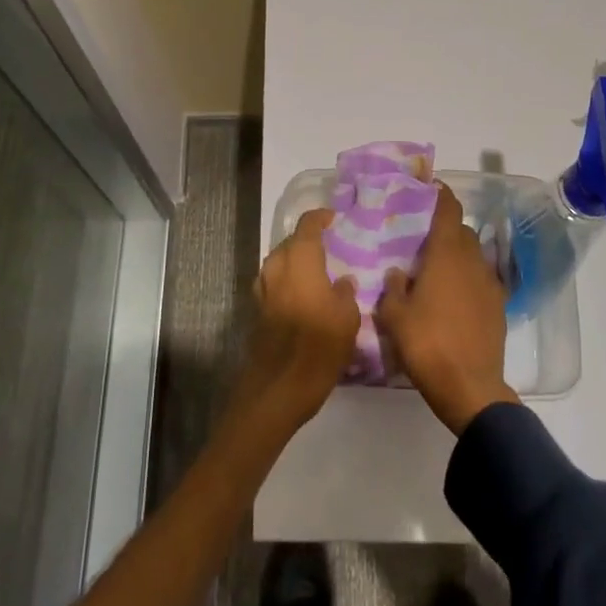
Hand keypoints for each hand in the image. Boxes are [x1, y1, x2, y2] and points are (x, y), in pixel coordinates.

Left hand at [236, 209, 361, 429]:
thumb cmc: (319, 347)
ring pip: (279, 262)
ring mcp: (263, 288)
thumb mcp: (347, 320)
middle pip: (290, 242)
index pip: (307, 226)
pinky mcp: (258, 309)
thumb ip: (345, 294)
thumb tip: (343, 281)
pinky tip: (301, 295)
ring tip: (315, 271)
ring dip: (294, 261)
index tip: (333, 218)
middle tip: (327, 248)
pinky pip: (273, 282)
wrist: (278, 387)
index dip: (320, 218)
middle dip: (306, 241)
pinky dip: (286, 280)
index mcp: (301, 260)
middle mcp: (277, 266)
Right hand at [375, 184, 519, 434]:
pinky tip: (453, 297)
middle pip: (461, 231)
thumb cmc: (427, 344)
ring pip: (473, 255)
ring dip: (457, 255)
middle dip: (444, 229)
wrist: (470, 389)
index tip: (426, 188)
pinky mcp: (499, 307)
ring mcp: (490, 284)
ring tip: (435, 269)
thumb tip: (398, 273)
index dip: (439, 194)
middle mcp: (472, 261)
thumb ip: (393, 288)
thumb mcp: (394, 316)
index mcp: (446, 254)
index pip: (448, 209)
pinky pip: (482, 280)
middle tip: (421, 238)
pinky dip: (468, 279)